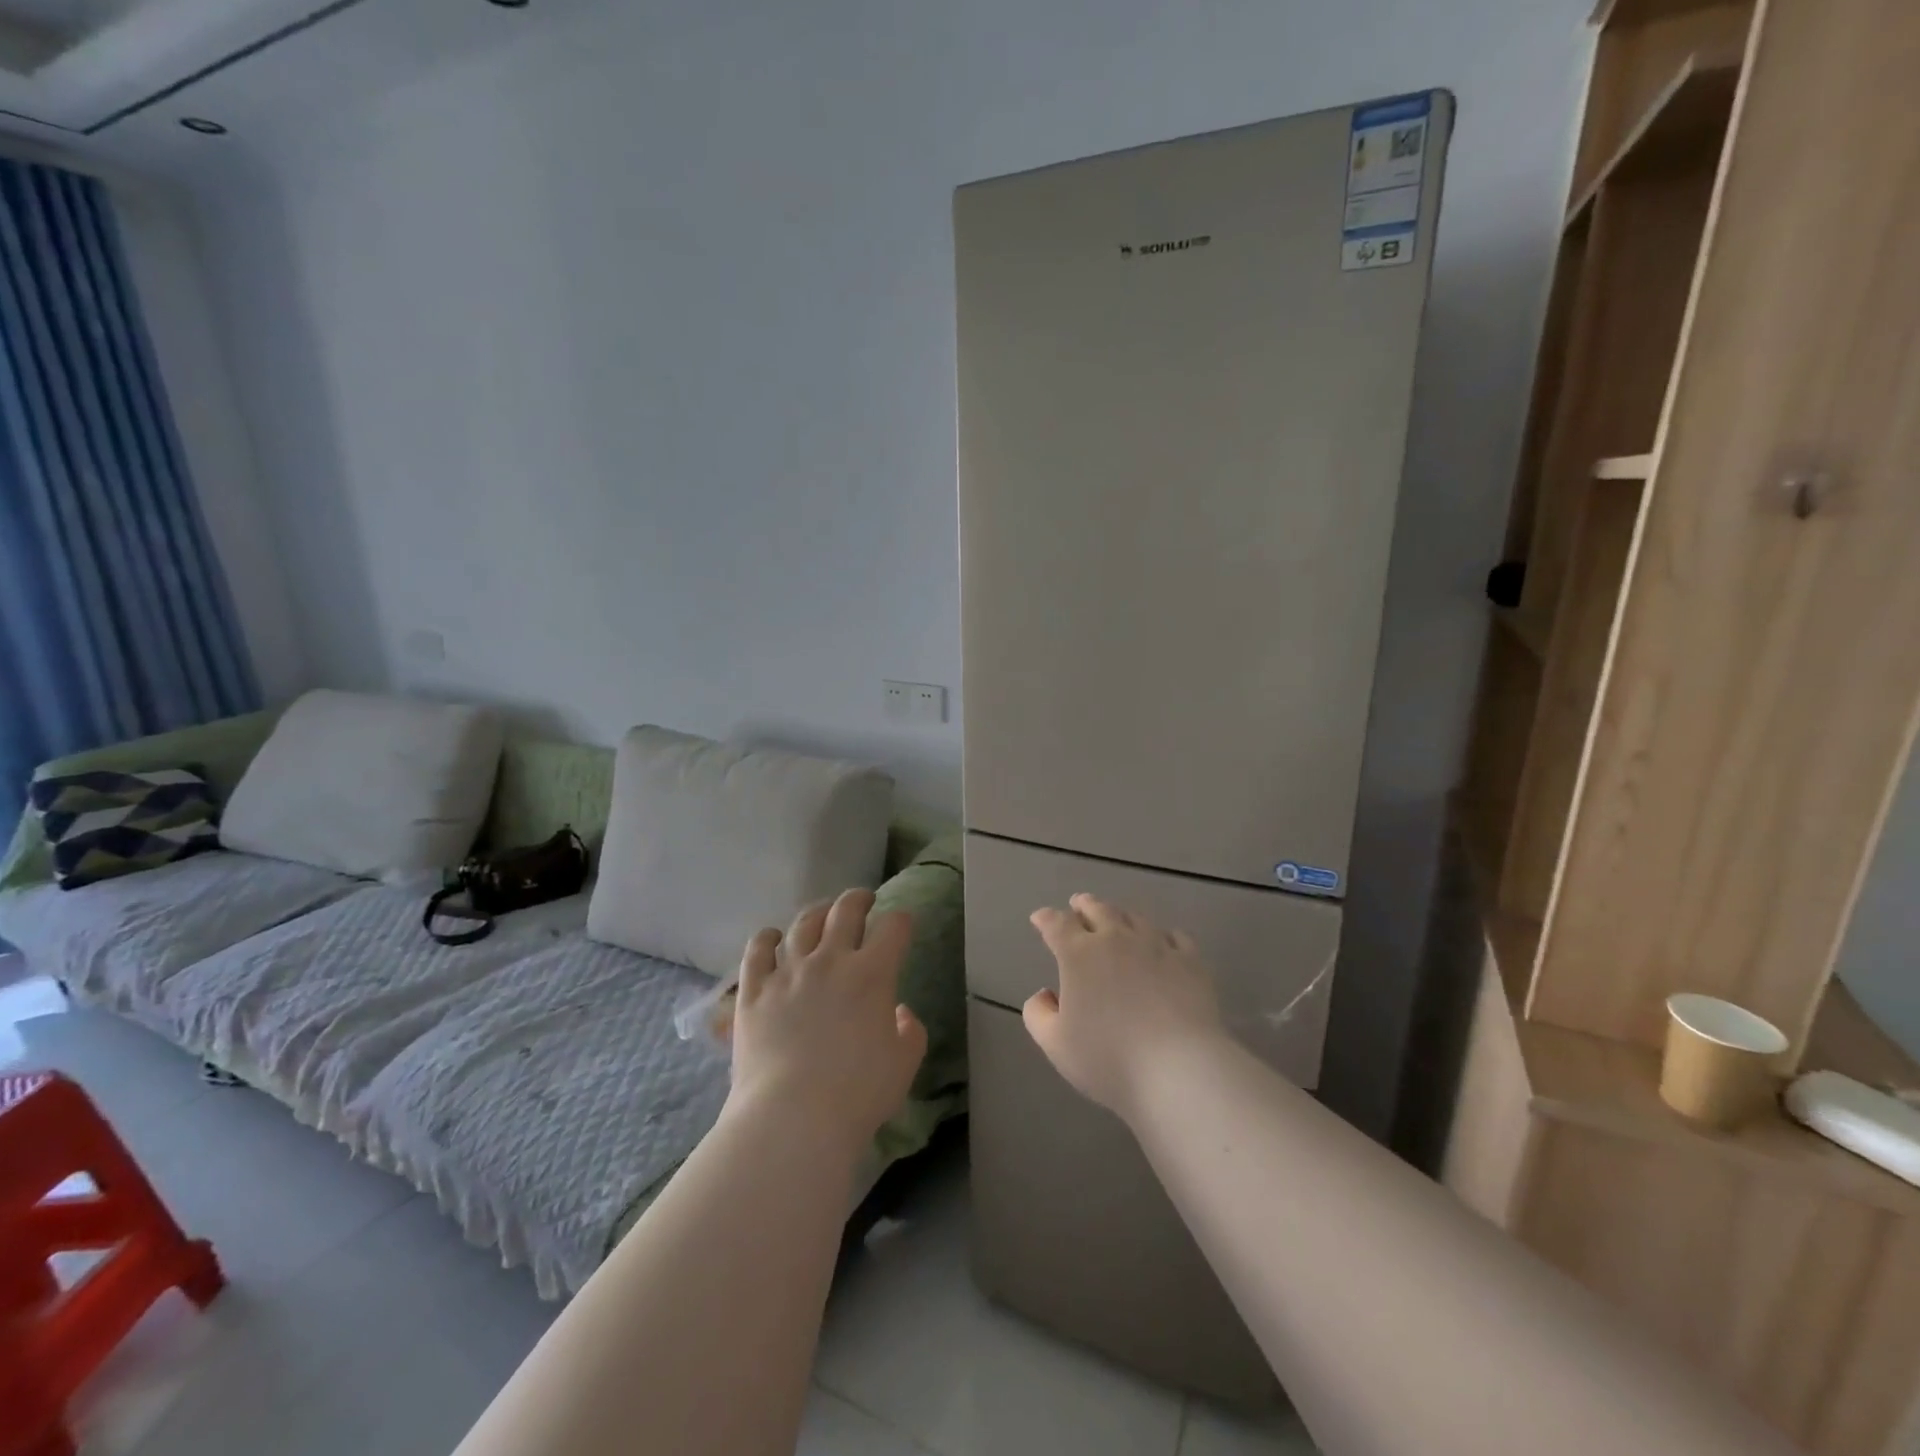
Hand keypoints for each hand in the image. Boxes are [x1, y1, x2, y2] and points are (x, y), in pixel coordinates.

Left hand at [728, 888, 927, 1152]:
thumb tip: (899, 1011)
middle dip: (859, 899)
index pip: (894, 927)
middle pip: (846, 910)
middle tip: (864, 900)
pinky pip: (757, 951)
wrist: (793, 1118)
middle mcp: (830, 960)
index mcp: (872, 973)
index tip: (902, 924)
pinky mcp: (754, 991)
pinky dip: (766, 938)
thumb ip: (910, 1031)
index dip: (902, 920)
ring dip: (817, 912)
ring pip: (803, 924)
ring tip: (821, 913)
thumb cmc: (858, 1094)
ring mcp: (788, 972)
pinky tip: (771, 937)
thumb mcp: (904, 1064)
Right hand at [1024, 893, 1224, 1121]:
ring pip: (1134, 917)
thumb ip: (1038, 1014)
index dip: (1045, 918)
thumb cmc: (1109, 1057)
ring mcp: (1156, 946)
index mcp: (1079, 954)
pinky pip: (1175, 936)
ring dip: (1120, 914)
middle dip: (1083, 905)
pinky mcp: (1190, 960)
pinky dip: (1162, 934)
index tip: (1039, 918)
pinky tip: (1163, 941)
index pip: (1056, 924)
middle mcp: (1116, 939)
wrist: (1179, 1067)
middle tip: (1078, 904)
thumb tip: (1045, 994)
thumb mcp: (1055, 1044)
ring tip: (1116, 917)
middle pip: (1097, 909)